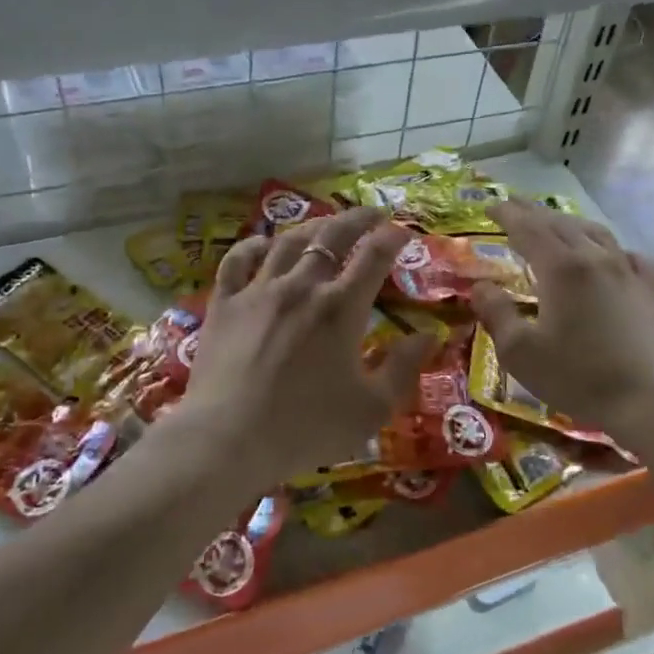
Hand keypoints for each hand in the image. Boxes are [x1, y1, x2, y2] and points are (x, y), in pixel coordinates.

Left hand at [179, 208, 432, 484]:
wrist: (228, 439)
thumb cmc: (306, 427)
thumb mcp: (372, 408)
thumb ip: (404, 367)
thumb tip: (429, 334)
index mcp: (341, 308)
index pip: (374, 257)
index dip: (392, 238)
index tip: (403, 231)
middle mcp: (301, 286)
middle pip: (332, 236)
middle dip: (357, 219)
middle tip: (373, 213)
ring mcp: (258, 291)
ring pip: (288, 242)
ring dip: (312, 226)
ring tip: (326, 223)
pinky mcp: (224, 304)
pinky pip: (237, 261)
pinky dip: (254, 246)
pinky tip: (263, 243)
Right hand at [469, 200, 653, 439]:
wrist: (652, 400)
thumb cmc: (579, 377)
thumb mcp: (521, 353)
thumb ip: (497, 315)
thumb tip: (482, 287)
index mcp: (561, 268)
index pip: (528, 229)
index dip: (508, 215)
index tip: (490, 206)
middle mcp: (595, 259)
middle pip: (560, 224)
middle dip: (534, 212)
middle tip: (514, 205)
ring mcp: (628, 273)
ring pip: (595, 233)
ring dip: (570, 223)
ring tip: (556, 224)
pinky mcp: (650, 292)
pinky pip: (630, 257)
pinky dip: (612, 249)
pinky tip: (613, 257)